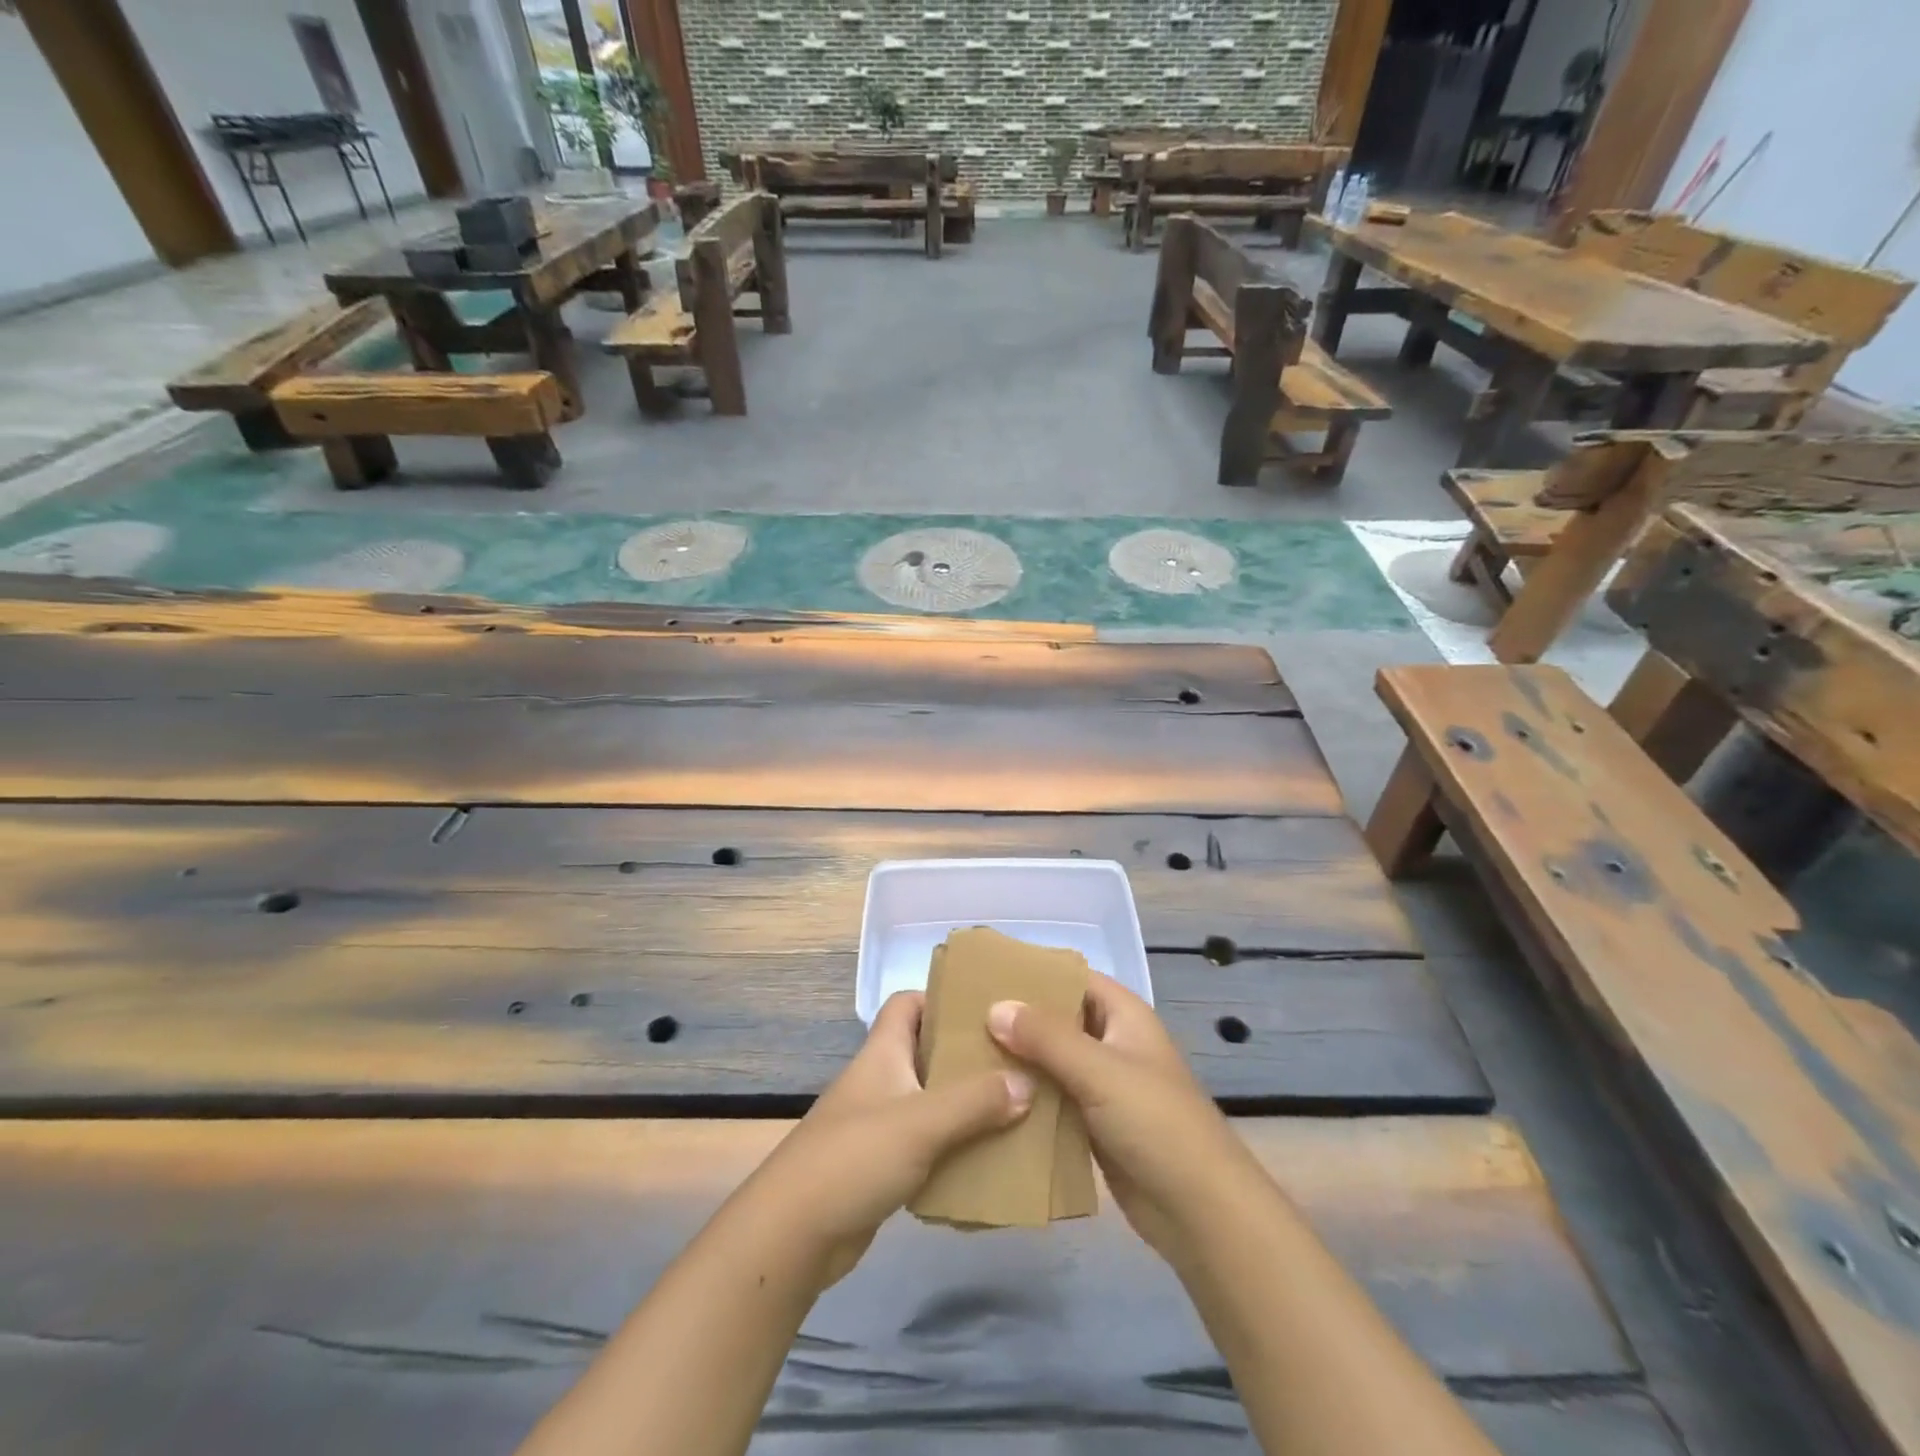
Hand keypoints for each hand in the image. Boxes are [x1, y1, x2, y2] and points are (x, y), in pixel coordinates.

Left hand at [733, 990, 1032, 1287]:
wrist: (793, 1235)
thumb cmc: (855, 1157)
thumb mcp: (921, 1122)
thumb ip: (975, 1101)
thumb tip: (1027, 1081)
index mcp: (882, 1052)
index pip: (908, 1003)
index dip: (941, 998)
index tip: (987, 1010)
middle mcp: (880, 1079)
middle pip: (926, 1051)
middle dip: (967, 1055)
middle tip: (1016, 1061)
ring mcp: (878, 1123)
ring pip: (930, 1099)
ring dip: (966, 1103)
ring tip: (1015, 1108)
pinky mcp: (880, 1165)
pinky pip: (926, 1143)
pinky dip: (953, 1145)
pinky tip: (987, 1157)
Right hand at [987, 976, 1264, 1265]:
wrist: (1200, 1211)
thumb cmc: (1156, 1123)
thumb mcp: (1100, 1071)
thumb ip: (1046, 1037)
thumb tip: (994, 1007)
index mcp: (1123, 1015)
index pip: (1072, 978)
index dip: (1032, 973)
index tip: (983, 975)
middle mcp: (1111, 1042)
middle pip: (1057, 1019)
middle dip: (1016, 1018)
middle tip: (961, 1018)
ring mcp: (1102, 1085)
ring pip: (1051, 1061)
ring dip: (1017, 1060)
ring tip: (962, 1054)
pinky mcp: (1093, 1124)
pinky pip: (1053, 1099)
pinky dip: (1026, 1096)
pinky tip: (987, 1098)